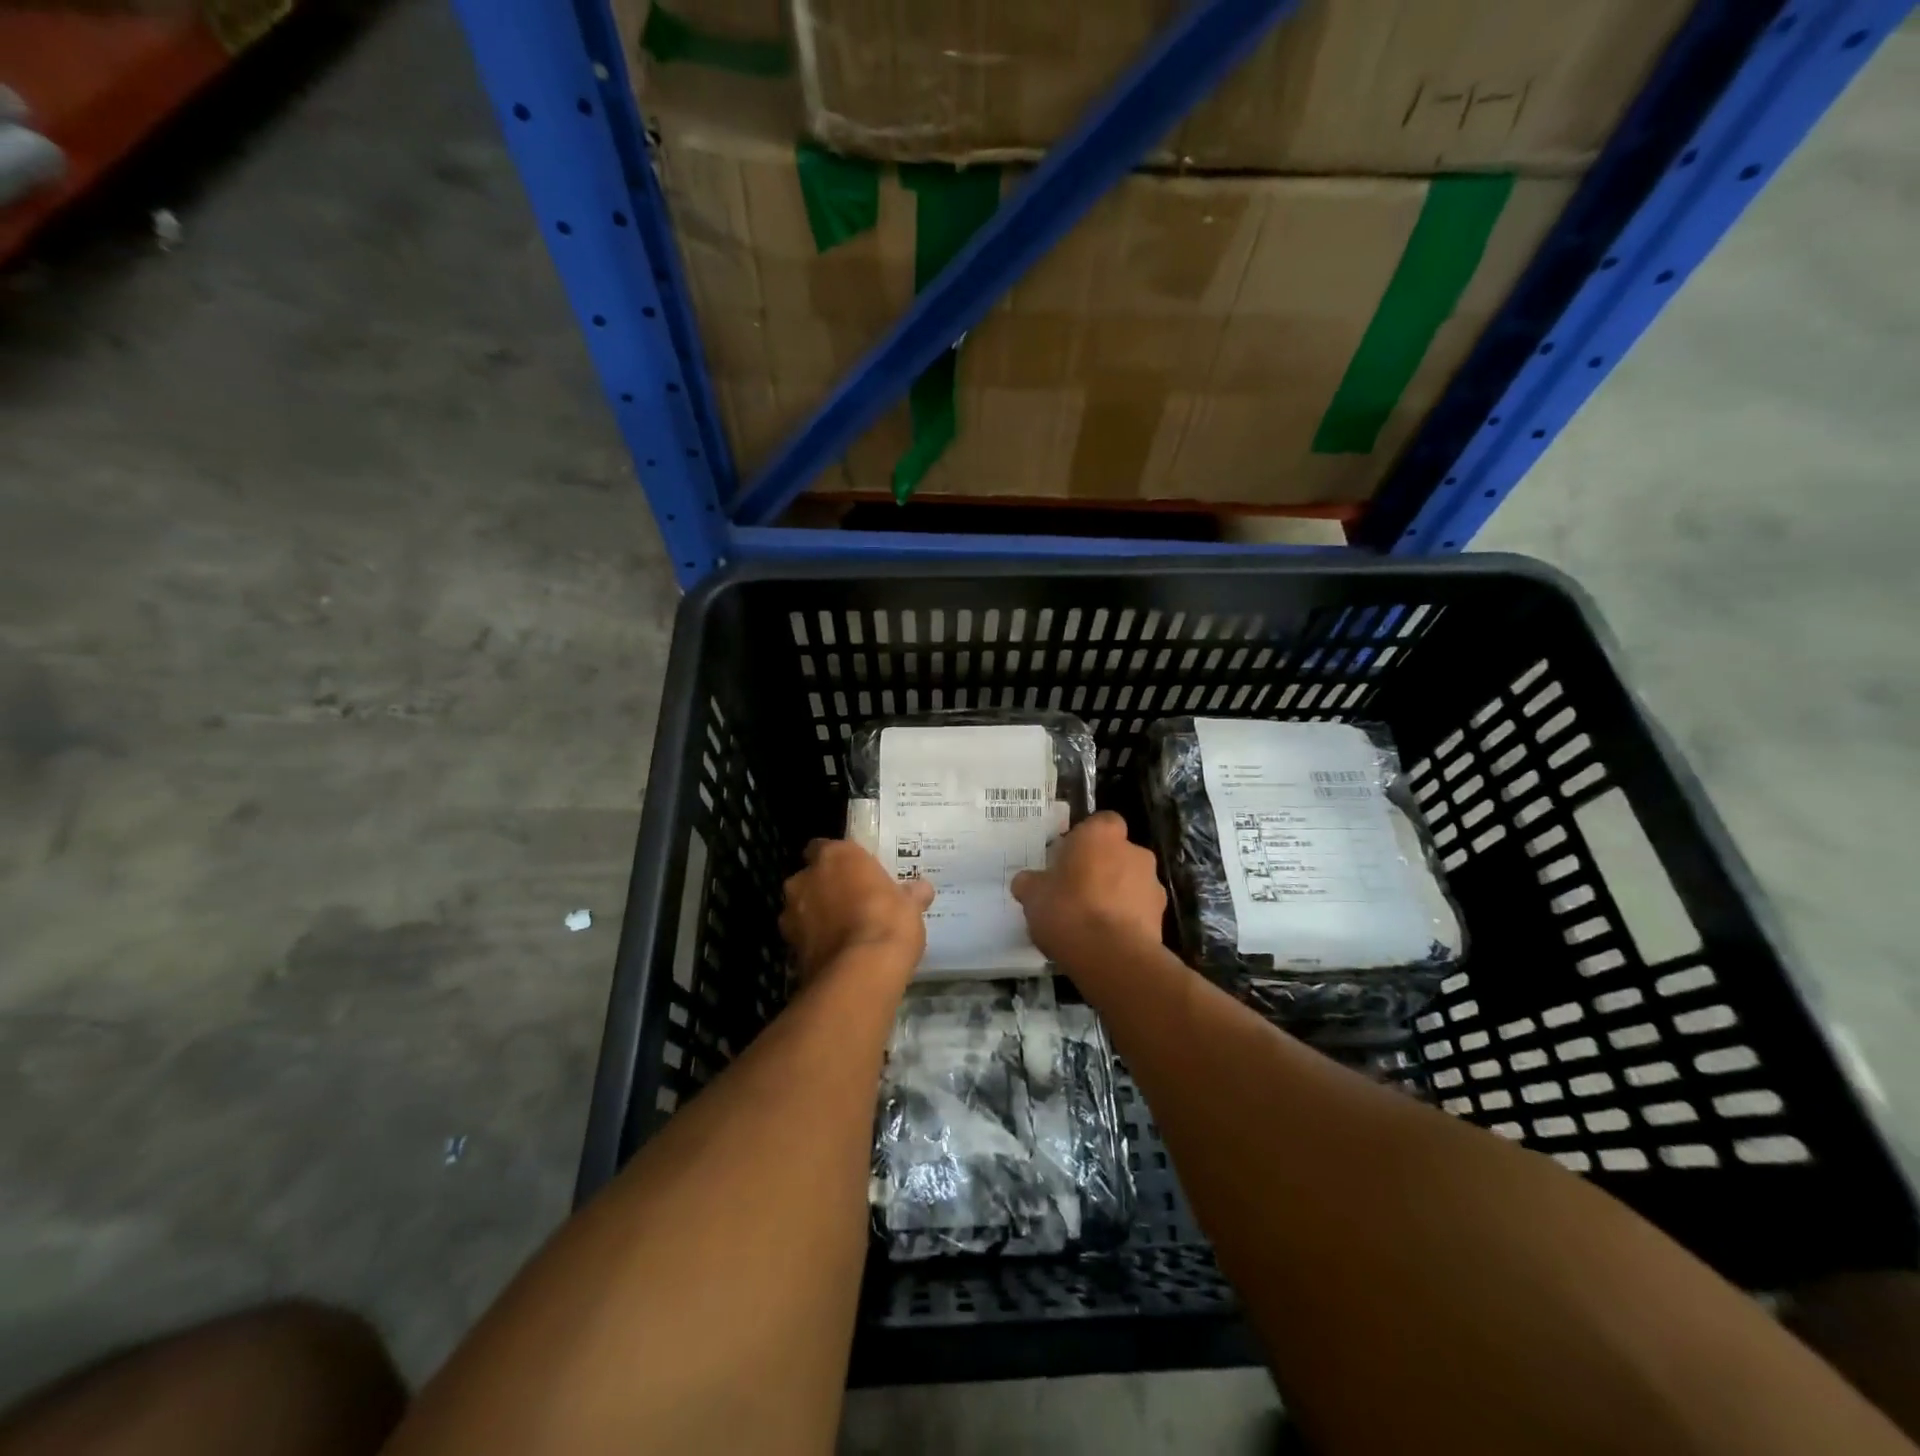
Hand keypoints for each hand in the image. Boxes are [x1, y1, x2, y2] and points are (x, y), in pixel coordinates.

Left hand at [780, 839, 934, 984]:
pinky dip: (814, 943)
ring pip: (801, 909)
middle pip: (809, 877)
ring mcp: (791, 913)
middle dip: (824, 888)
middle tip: (850, 903)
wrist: (860, 972)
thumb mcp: (910, 905)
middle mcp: (805, 878)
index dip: (838, 861)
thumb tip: (921, 890)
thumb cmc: (888, 922)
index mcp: (836, 856)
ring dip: (815, 917)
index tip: (854, 873)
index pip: (824, 847)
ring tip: (842, 933)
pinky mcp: (788, 946)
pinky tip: (836, 954)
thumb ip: (910, 894)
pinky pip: (802, 938)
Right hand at [1011, 811, 1165, 960]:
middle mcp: (1133, 851)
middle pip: (1117, 853)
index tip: (1069, 859)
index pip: (1101, 822)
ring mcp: (1152, 884)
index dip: (1086, 840)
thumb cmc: (1067, 910)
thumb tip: (1026, 881)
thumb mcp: (1033, 895)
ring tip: (1091, 923)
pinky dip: (1126, 921)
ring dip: (1116, 896)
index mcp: (1101, 834)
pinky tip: (1106, 940)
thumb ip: (1031, 883)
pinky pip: (1139, 911)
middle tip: (1076, 892)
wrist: (1111, 957)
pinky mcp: (1161, 916)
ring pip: (1131, 882)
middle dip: (1101, 869)